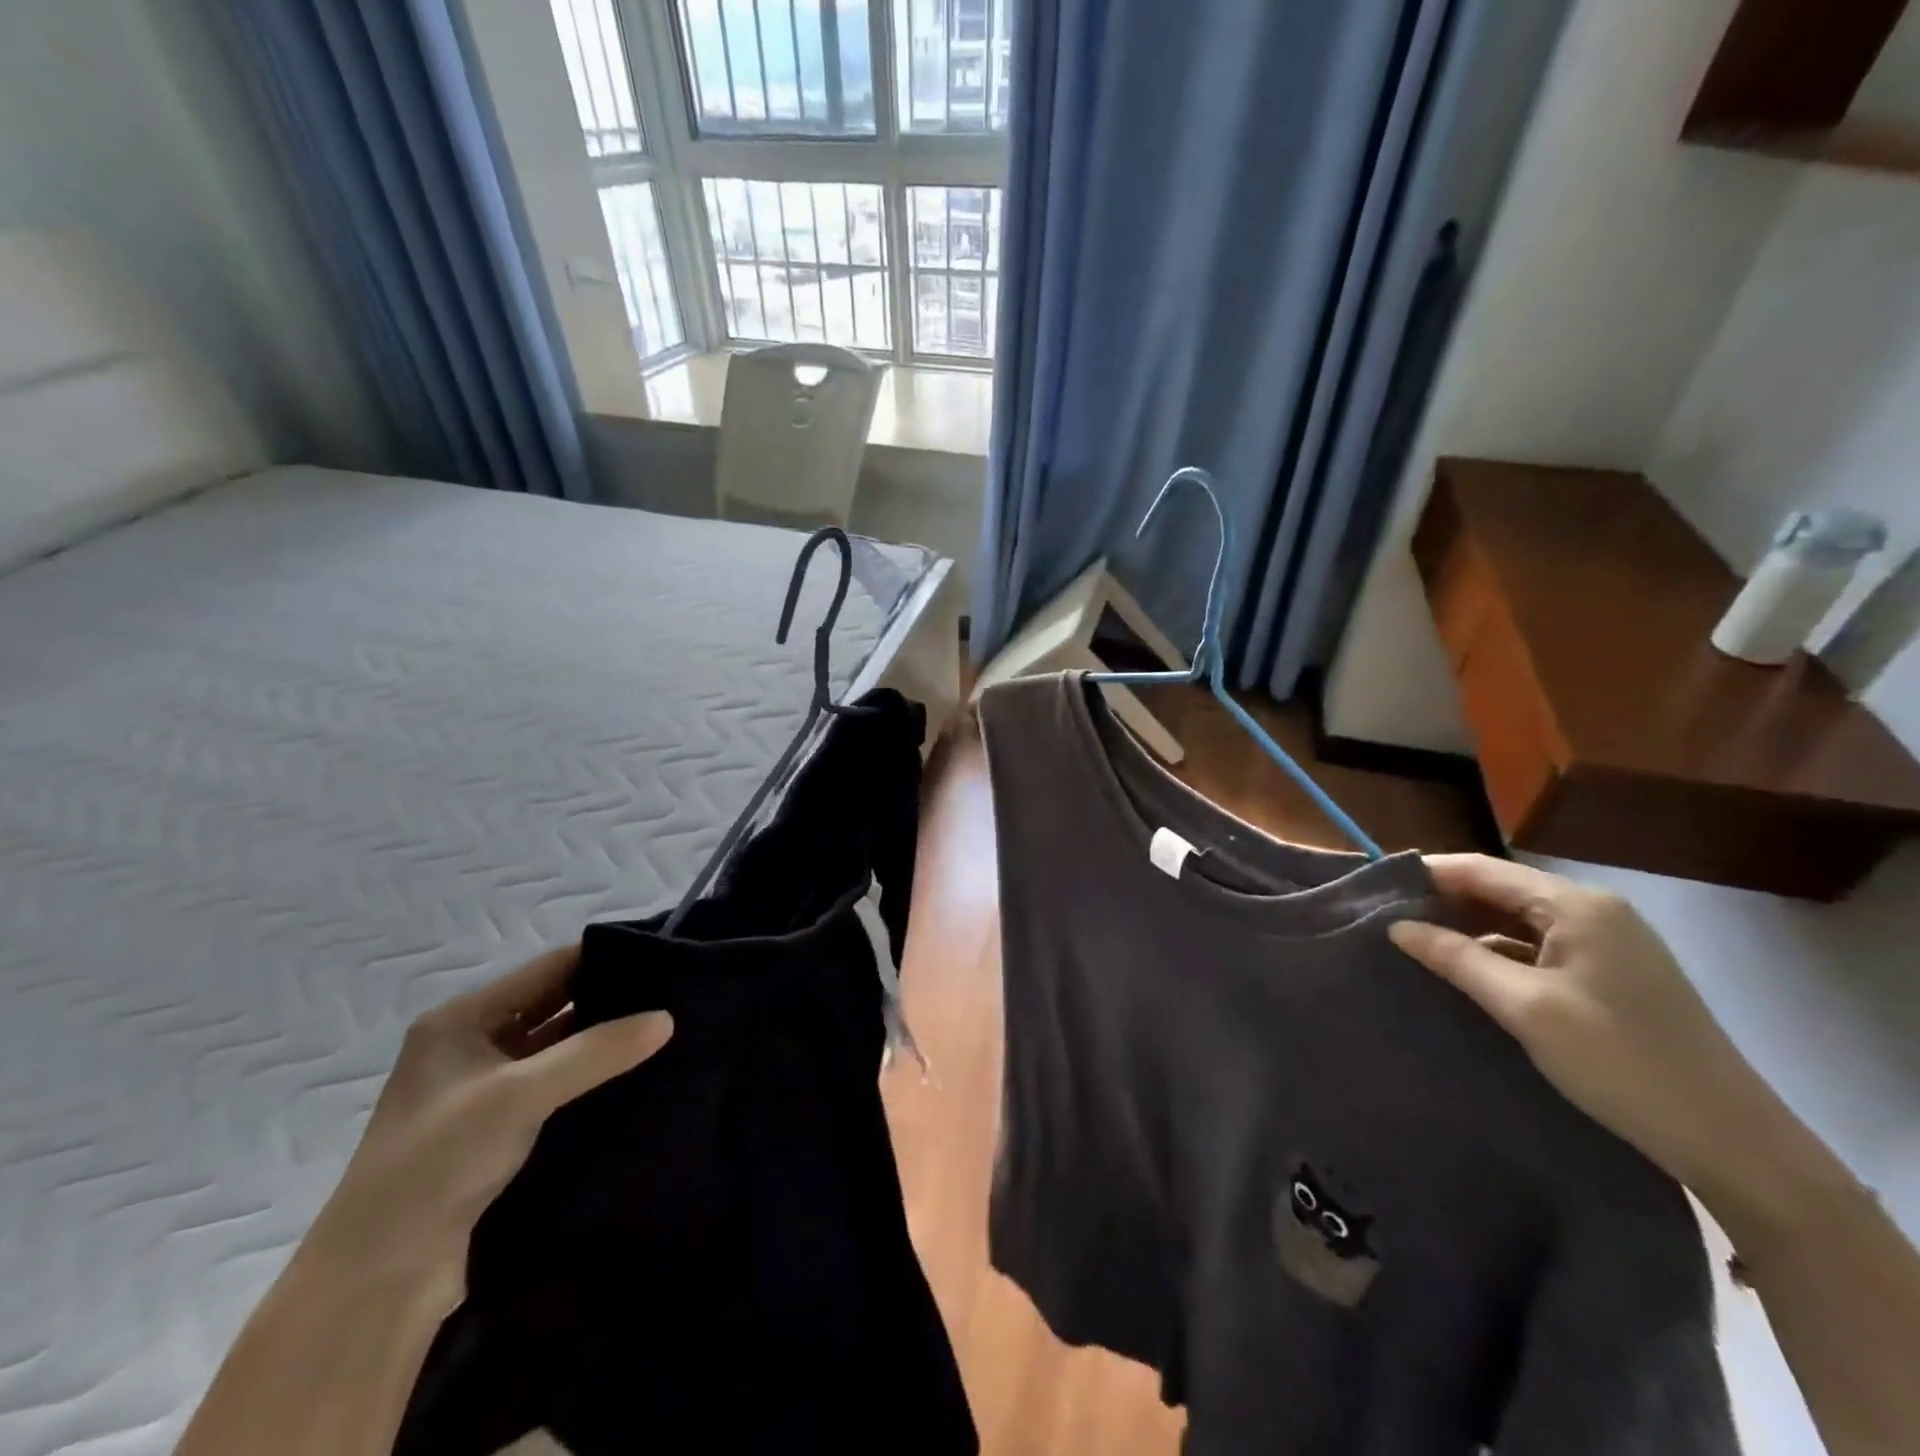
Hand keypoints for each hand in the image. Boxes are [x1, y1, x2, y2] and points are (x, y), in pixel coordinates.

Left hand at [300, 945, 672, 1309]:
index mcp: (460, 1020)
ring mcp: (483, 1090)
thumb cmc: (437, 1163)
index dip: (601, 958)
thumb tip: (668, 1017)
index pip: (547, 968)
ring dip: (603, 1042)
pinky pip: (557, 1087)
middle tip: (673, 995)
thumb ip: (596, 1051)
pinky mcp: (498, 1131)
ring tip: (667, 1030)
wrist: (375, 1283)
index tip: (662, 956)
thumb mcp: (520, 1094)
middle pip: (554, 1005)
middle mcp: (470, 1046)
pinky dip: (592, 1079)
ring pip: (558, 1048)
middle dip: (609, 999)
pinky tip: (637, 1076)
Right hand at [1387, 855, 1782, 1208]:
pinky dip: (1496, 953)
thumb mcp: (1526, 1008)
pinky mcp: (1609, 974)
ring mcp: (1606, 943)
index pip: (1481, 869)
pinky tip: (1465, 973)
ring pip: (1515, 920)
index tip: (1372, 891)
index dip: (1424, 875)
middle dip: (1442, 903)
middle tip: (1385, 922)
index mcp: (1576, 906)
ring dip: (1467, 929)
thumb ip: (1457, 958)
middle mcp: (1593, 911)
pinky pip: (1536, 947)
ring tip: (1414, 946)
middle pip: (1498, 890)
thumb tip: (1396, 926)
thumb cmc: (1622, 1063)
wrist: (1732, 1143)